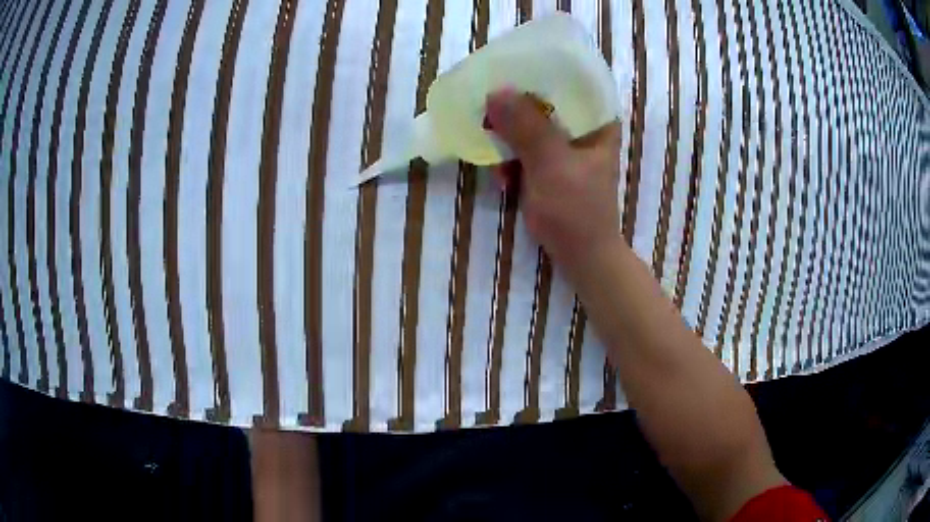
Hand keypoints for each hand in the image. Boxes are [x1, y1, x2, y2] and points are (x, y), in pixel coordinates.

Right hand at [485, 90, 622, 281]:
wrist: (582, 257)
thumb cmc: (576, 211)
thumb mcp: (551, 165)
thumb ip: (526, 128)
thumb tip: (495, 91)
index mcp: (597, 121)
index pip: (569, 80)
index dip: (537, 72)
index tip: (506, 71)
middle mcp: (584, 128)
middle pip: (545, 102)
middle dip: (514, 111)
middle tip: (488, 116)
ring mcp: (567, 148)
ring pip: (531, 125)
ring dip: (509, 140)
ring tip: (498, 162)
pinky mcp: (552, 166)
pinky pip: (526, 148)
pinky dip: (512, 159)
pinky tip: (505, 178)